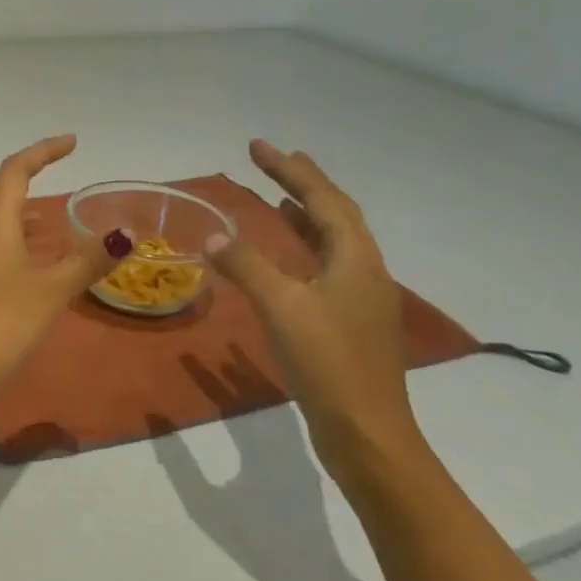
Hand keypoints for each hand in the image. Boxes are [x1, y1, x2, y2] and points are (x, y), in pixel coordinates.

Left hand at [0, 135, 117, 412]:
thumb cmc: (1, 323)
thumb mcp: (51, 291)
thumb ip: (87, 262)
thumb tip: (125, 234)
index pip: (15, 172)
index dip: (42, 151)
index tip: (71, 142)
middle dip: (17, 176)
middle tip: (48, 177)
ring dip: (11, 211)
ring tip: (46, 222)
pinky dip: (6, 243)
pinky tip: (25, 267)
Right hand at [204, 141, 429, 483]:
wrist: (367, 433)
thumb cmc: (328, 364)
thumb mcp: (282, 309)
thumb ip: (247, 267)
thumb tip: (213, 236)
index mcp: (355, 259)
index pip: (323, 199)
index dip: (290, 169)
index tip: (257, 146)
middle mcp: (365, 271)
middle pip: (334, 214)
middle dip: (302, 184)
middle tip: (271, 161)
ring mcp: (361, 299)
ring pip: (333, 243)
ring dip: (305, 216)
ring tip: (278, 198)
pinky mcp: (350, 323)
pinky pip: (326, 268)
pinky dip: (303, 250)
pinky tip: (285, 261)